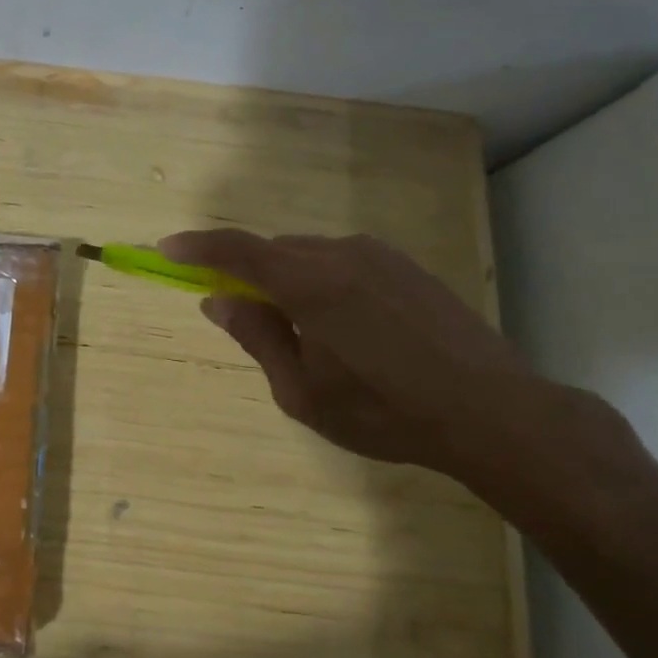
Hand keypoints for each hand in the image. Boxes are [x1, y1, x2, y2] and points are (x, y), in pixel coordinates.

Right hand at [159, 229, 534, 480]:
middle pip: (274, 250)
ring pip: (311, 254)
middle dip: (247, 273)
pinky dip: (324, 279)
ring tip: (304, 332)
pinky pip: (344, 261)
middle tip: (241, 313)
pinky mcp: (408, 267)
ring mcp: (380, 256)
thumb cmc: (383, 410)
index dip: (197, 246)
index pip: (236, 251)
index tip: (166, 248)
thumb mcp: (302, 391)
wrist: (491, 411)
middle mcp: (340, 254)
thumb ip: (257, 336)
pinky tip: (346, 325)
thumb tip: (218, 299)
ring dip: (289, 278)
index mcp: (308, 283)